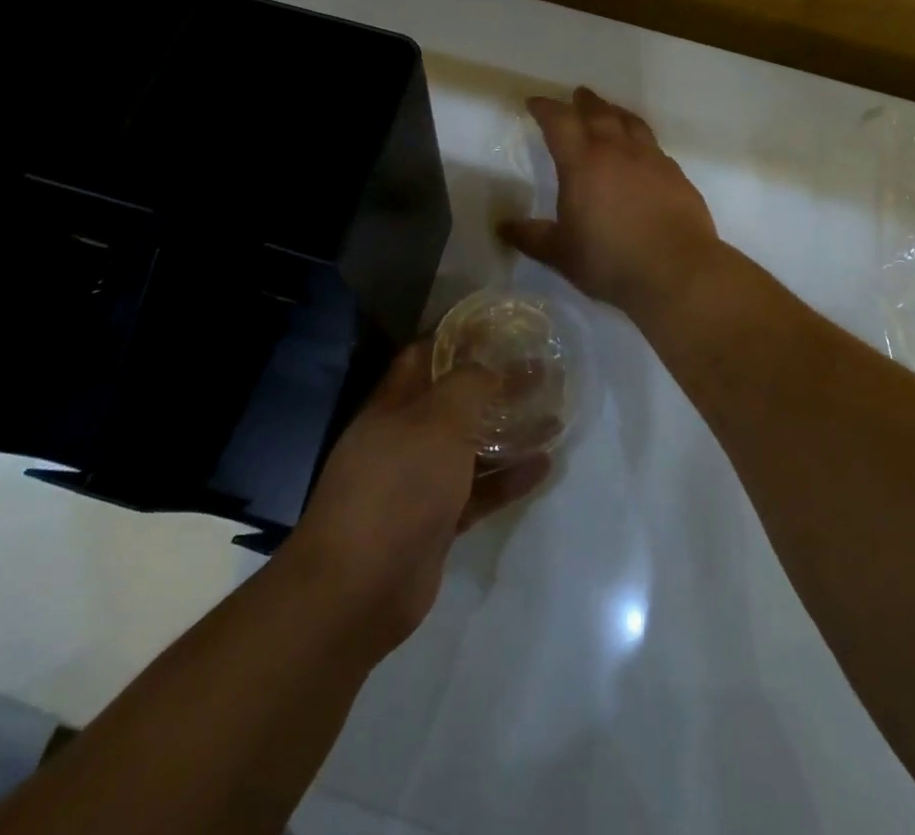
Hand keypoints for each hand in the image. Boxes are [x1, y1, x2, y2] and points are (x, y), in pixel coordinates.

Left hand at [283, 344, 550, 657]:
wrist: (360, 586)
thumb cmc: (398, 484)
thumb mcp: (438, 421)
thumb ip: (468, 386)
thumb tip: (491, 368)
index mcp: (395, 402)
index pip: (427, 355)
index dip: (461, 338)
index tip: (501, 329)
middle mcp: (405, 435)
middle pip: (455, 400)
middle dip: (495, 384)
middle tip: (540, 371)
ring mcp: (421, 480)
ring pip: (471, 446)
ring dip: (509, 430)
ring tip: (554, 415)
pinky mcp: (438, 520)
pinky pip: (479, 490)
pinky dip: (509, 477)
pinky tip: (545, 466)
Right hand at [500, 88, 723, 320]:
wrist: (677, 271)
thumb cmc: (610, 261)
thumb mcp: (561, 254)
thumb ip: (531, 237)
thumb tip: (502, 227)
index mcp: (582, 164)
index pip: (560, 122)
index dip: (545, 108)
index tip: (534, 103)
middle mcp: (617, 151)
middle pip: (598, 113)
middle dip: (584, 102)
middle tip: (577, 95)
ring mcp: (651, 160)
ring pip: (630, 123)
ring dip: (615, 112)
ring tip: (609, 110)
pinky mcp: (676, 175)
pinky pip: (653, 145)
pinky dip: (640, 138)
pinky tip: (641, 151)